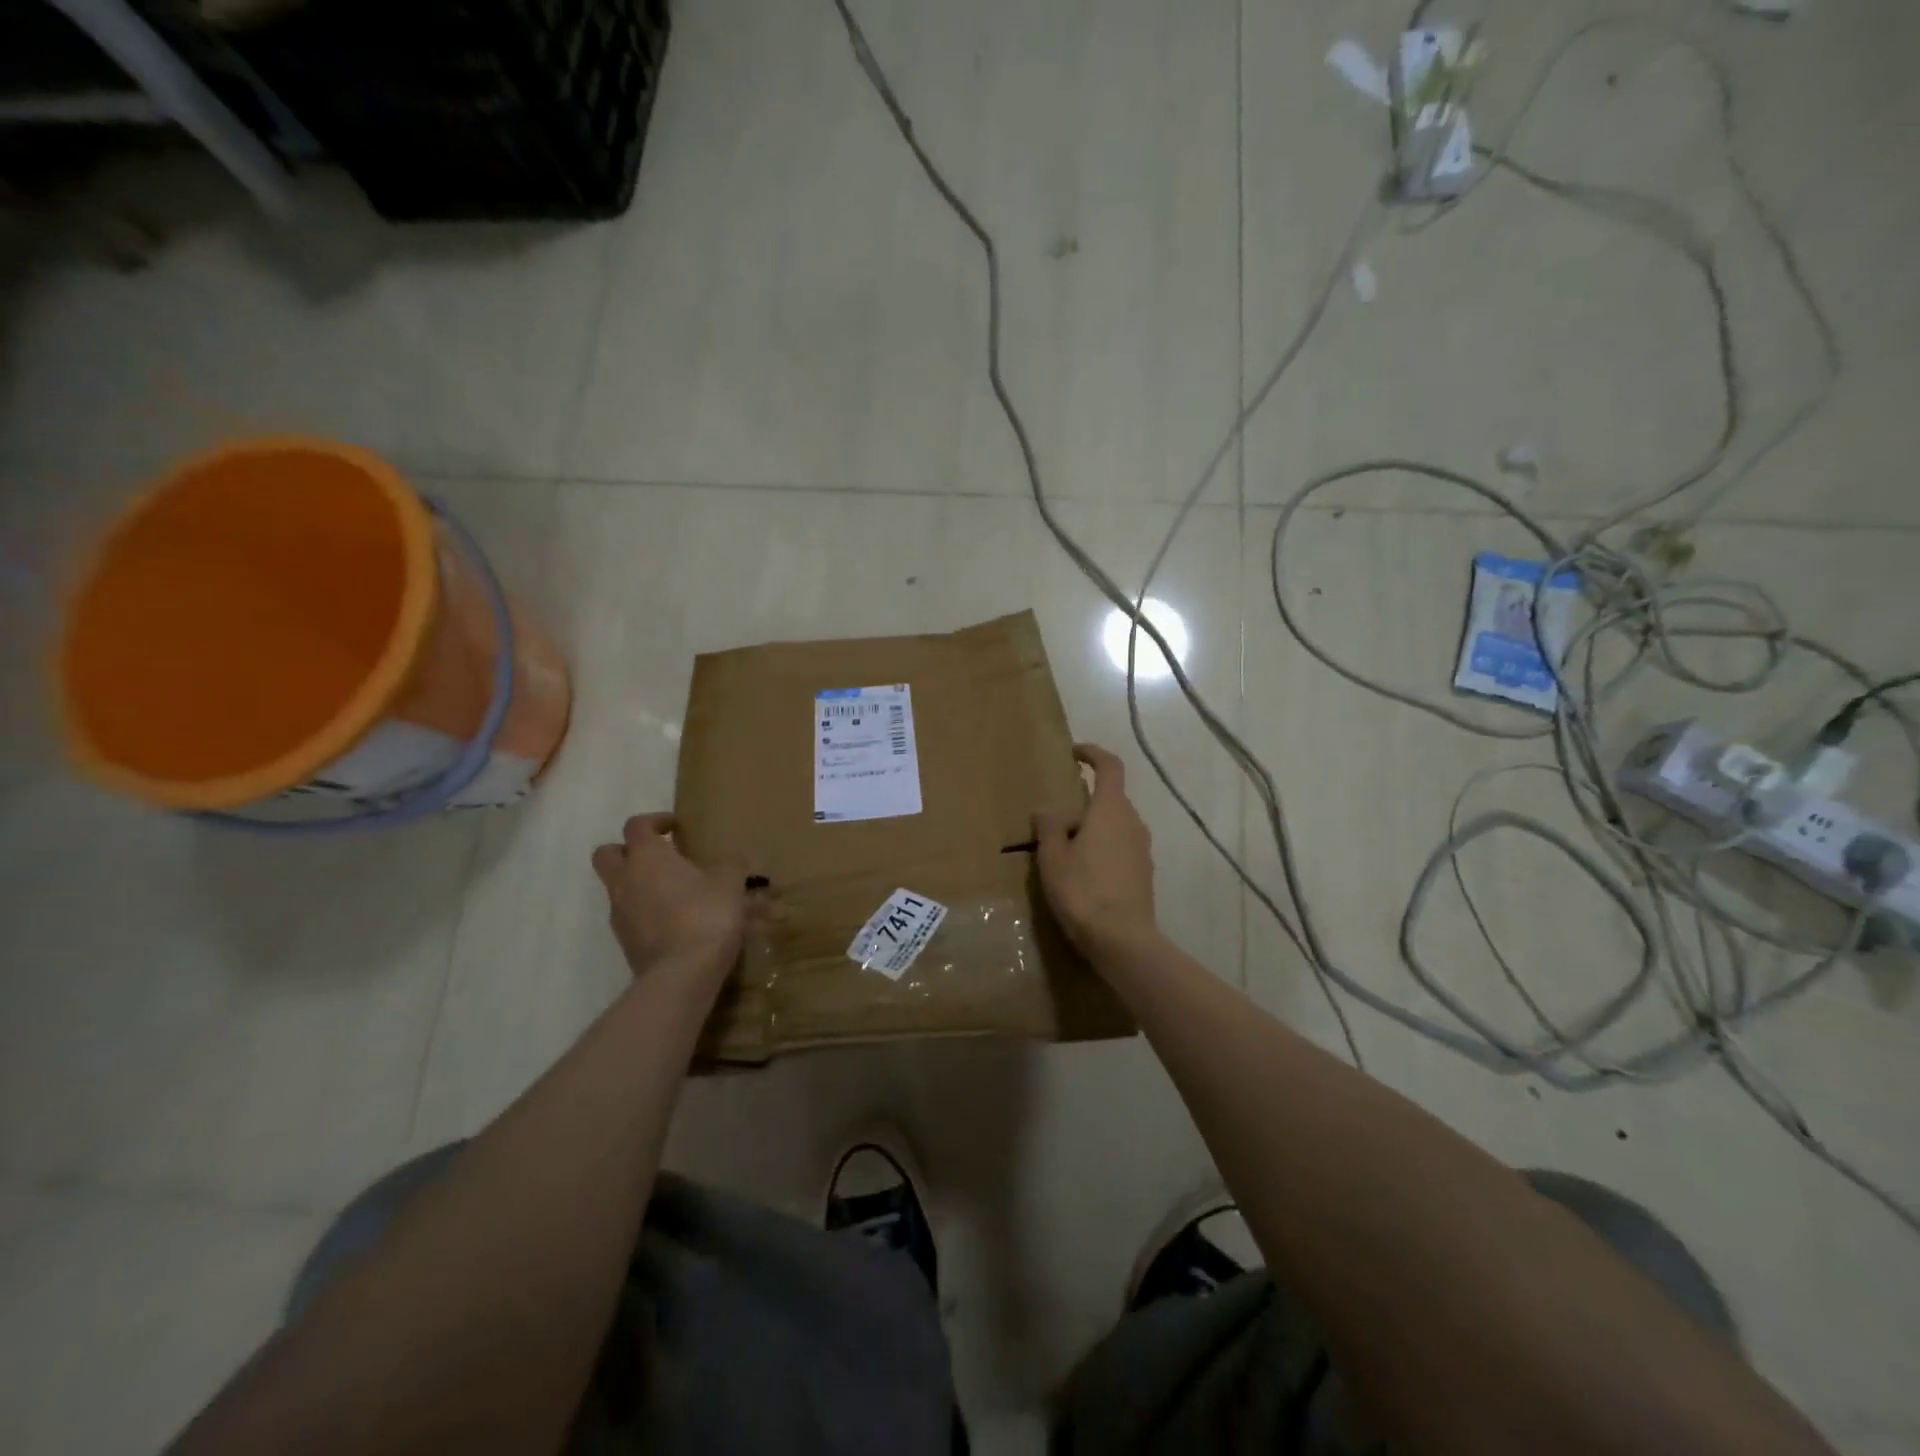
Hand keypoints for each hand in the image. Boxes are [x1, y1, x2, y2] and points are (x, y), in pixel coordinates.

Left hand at [592, 814, 748, 986]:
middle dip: (628, 850)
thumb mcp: (730, 882)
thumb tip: (731, 857)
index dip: (656, 821)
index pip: (637, 825)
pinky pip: (629, 916)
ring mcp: (619, 912)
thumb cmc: (706, 915)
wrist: (682, 974)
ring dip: (638, 884)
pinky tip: (673, 921)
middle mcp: (625, 879)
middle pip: (607, 853)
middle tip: (659, 856)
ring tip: (673, 892)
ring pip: (617, 887)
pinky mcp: (624, 941)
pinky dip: (645, 912)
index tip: (677, 827)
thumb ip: (730, 863)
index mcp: (647, 856)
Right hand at [1033, 744, 1160, 959]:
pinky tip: (1082, 877)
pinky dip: (1101, 853)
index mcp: (1112, 809)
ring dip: (1091, 832)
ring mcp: (1143, 849)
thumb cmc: (1082, 890)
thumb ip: (1049, 825)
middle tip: (1053, 827)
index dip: (1092, 754)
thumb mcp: (1052, 855)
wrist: (1122, 940)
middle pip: (1108, 801)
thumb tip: (1048, 809)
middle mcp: (1134, 822)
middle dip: (1082, 807)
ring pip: (1114, 828)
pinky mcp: (1144, 874)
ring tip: (1064, 855)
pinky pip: (1119, 850)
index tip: (1074, 753)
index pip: (1109, 766)